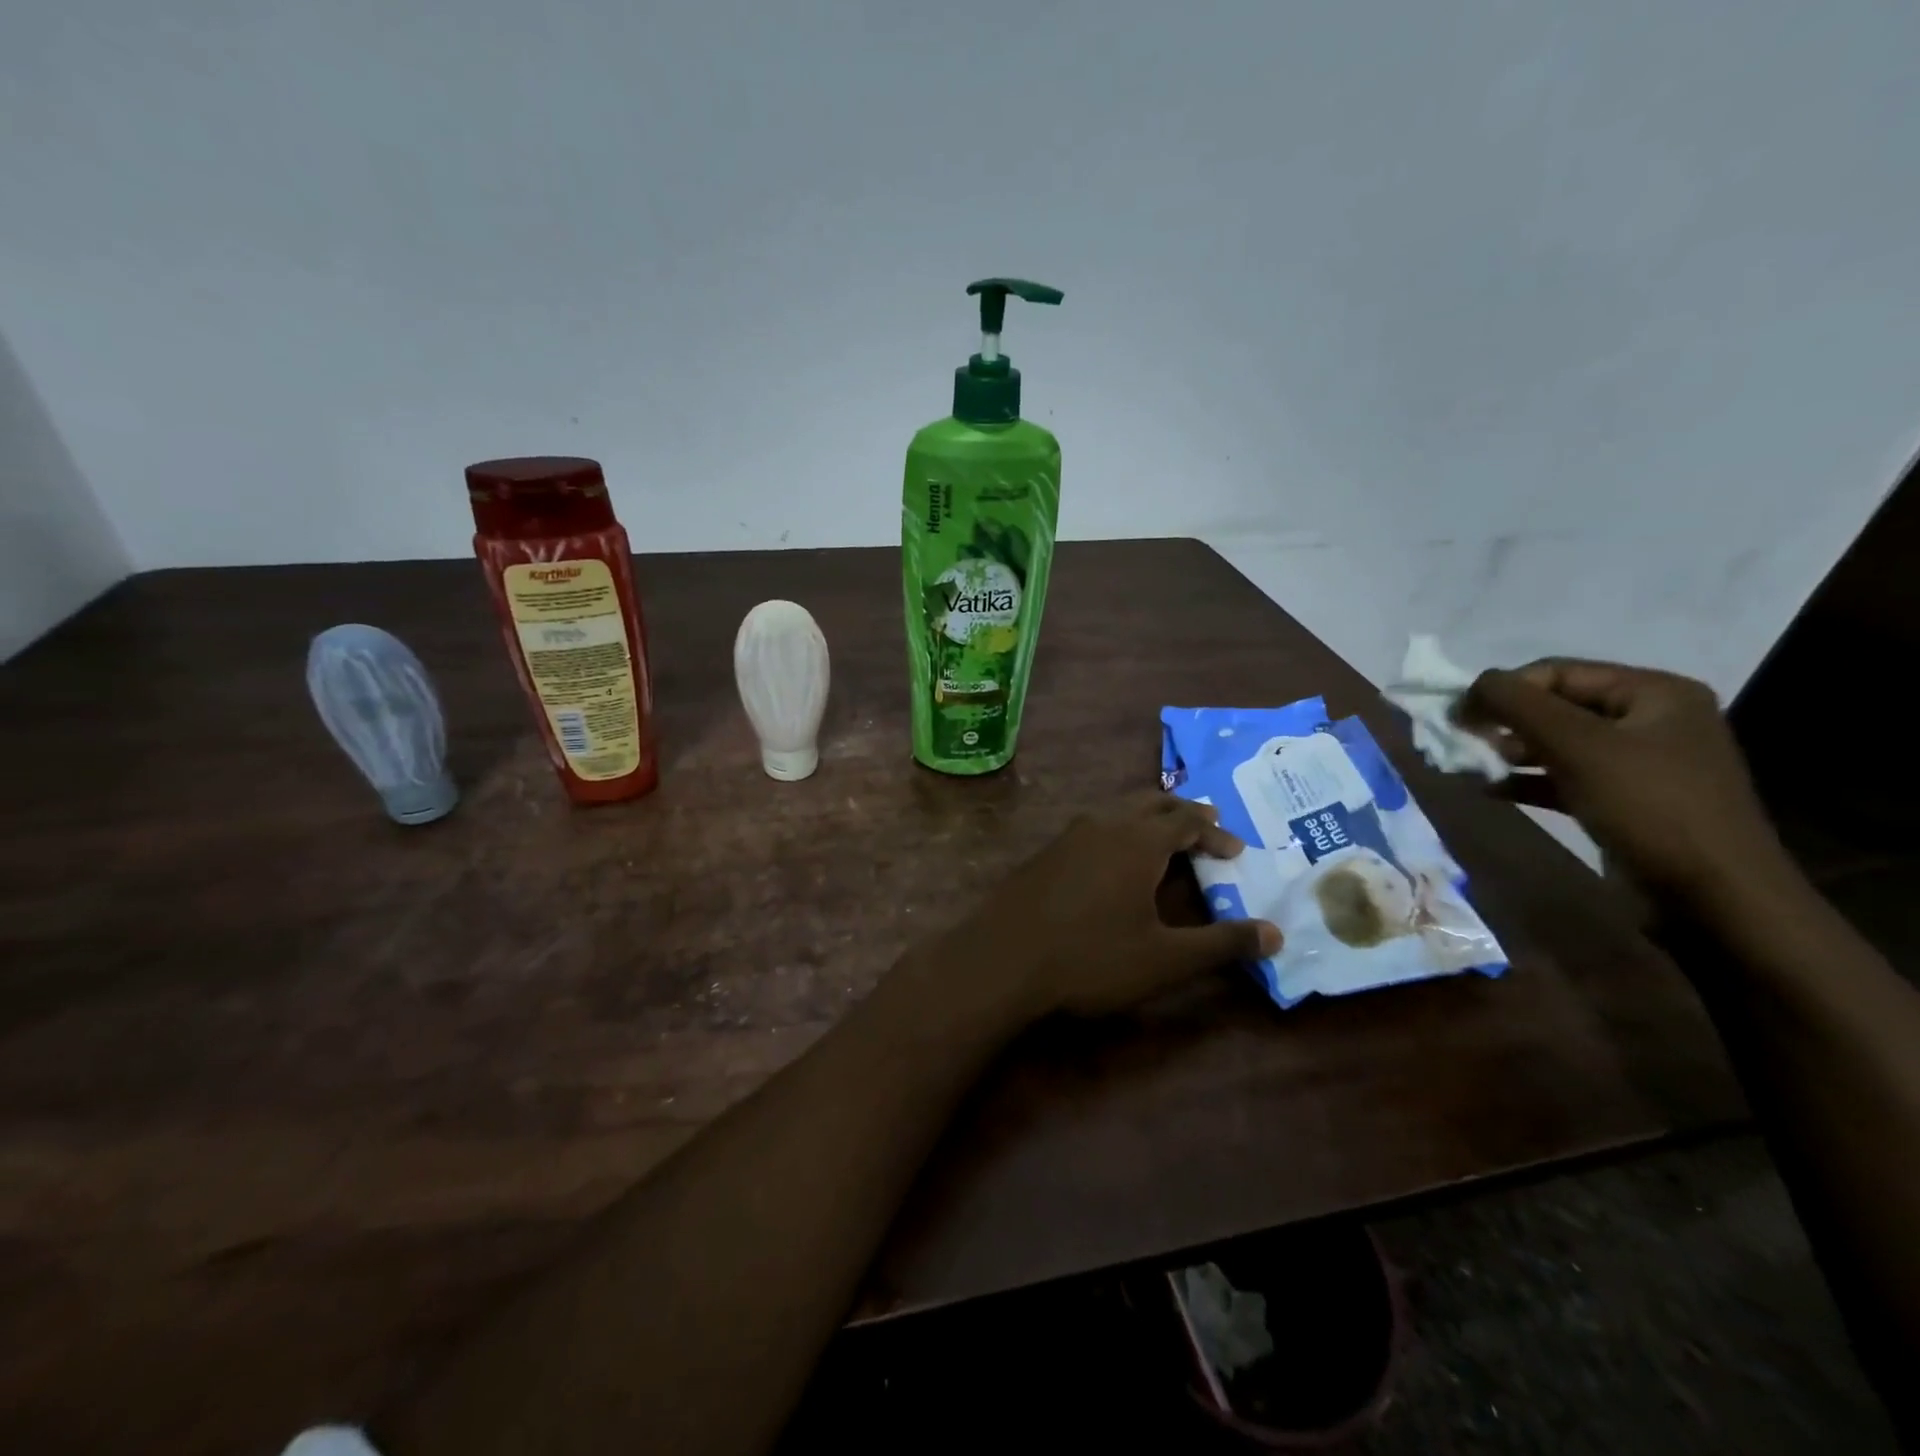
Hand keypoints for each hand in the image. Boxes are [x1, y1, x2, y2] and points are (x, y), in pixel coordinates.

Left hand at [930, 792, 1280, 1021]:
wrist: (1002, 960)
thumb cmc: (1090, 957)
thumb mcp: (1165, 959)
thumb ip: (1221, 944)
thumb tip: (1276, 933)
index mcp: (1137, 841)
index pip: (1186, 822)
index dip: (1215, 833)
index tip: (1236, 851)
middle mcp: (1103, 825)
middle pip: (1150, 803)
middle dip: (1182, 814)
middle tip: (1205, 829)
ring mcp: (1068, 836)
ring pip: (1117, 811)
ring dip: (1146, 819)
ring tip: (1163, 839)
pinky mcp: (1044, 854)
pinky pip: (1092, 828)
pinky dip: (1117, 832)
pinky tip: (1112, 862)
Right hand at [1460, 659, 1783, 898]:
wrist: (1714, 897)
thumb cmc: (1648, 806)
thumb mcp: (1577, 745)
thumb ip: (1517, 705)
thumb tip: (1468, 687)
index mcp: (1654, 692)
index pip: (1557, 672)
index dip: (1503, 689)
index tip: (1459, 718)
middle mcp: (1650, 720)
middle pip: (1556, 706)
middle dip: (1505, 722)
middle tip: (1464, 743)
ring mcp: (1639, 763)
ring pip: (1556, 744)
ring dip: (1509, 753)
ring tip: (1472, 767)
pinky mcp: (1624, 801)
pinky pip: (1563, 778)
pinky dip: (1525, 781)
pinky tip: (1489, 791)